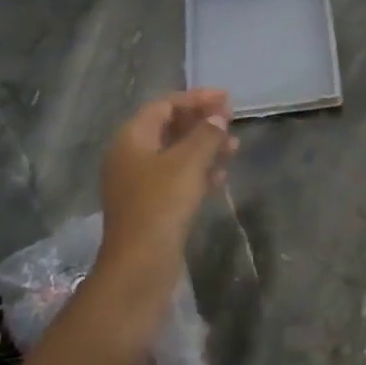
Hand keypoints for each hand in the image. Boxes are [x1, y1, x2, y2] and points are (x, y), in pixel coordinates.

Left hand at [95, 89, 235, 307]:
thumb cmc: (161, 204)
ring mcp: (138, 183)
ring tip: (235, 146)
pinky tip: (221, 175)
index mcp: (132, 138)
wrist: (140, 266)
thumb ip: (206, 134)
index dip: (196, 98)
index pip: (165, 105)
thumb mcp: (188, 163)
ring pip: (175, 154)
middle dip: (201, 121)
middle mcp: (130, 156)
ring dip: (204, 146)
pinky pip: (176, 177)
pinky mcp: (150, 206)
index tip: (226, 98)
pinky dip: (198, 171)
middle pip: (169, 127)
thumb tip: (218, 116)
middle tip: (232, 119)